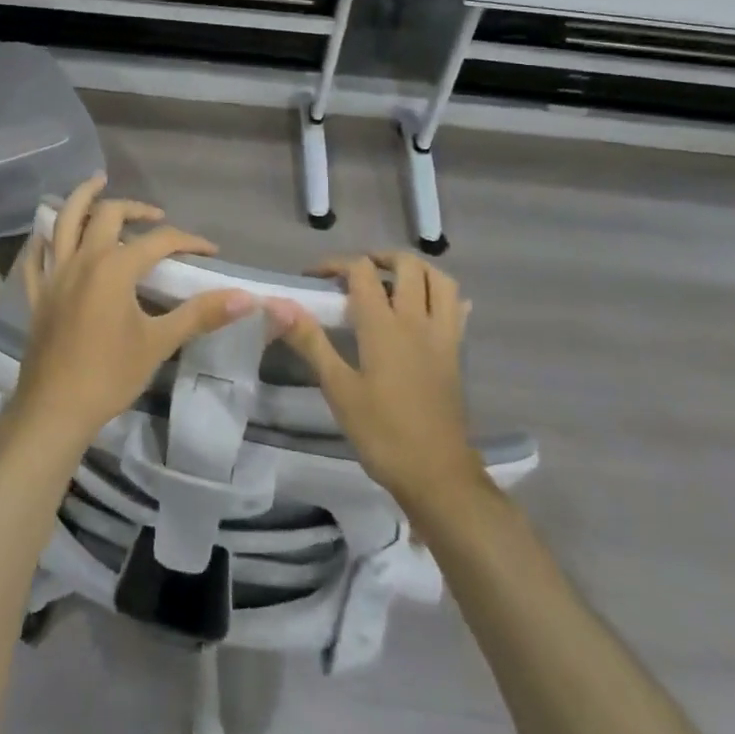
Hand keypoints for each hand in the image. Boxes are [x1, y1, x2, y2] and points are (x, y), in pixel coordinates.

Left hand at [12, 176, 254, 453]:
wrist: (55, 409)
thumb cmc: (109, 375)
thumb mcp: (160, 342)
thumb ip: (201, 314)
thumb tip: (245, 298)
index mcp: (114, 267)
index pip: (159, 241)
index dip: (188, 241)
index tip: (210, 250)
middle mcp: (82, 259)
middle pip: (107, 214)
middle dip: (134, 208)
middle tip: (154, 215)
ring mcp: (54, 274)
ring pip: (64, 222)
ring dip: (82, 198)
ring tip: (96, 182)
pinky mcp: (38, 293)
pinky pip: (36, 256)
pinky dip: (44, 238)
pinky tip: (49, 233)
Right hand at [267, 252, 484, 513]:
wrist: (437, 475)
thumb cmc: (382, 432)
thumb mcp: (338, 388)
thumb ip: (309, 341)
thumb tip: (276, 304)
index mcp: (384, 326)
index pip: (361, 271)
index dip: (335, 264)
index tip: (313, 278)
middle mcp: (417, 320)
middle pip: (407, 265)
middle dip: (378, 258)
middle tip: (355, 274)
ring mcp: (443, 335)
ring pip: (440, 280)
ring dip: (415, 270)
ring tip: (392, 281)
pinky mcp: (456, 353)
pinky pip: (457, 309)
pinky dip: (443, 296)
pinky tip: (428, 306)